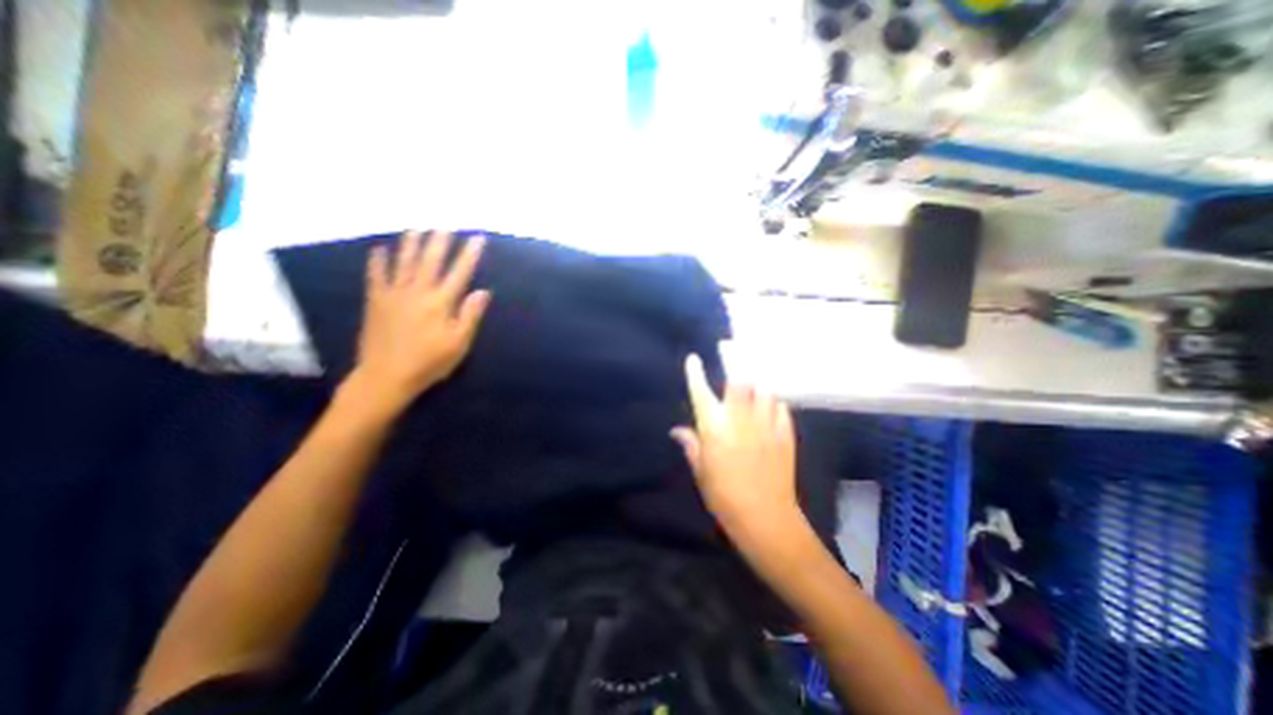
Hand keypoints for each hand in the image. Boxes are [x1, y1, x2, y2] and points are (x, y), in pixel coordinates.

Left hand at [347, 231, 490, 408]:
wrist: (386, 376)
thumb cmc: (429, 362)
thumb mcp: (458, 344)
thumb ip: (470, 315)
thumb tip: (483, 291)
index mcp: (441, 303)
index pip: (460, 273)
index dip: (470, 255)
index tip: (477, 238)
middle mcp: (418, 292)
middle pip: (430, 261)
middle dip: (440, 241)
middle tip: (445, 224)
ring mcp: (394, 295)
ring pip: (404, 263)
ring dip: (411, 244)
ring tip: (417, 228)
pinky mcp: (376, 302)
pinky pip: (376, 276)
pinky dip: (377, 262)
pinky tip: (379, 249)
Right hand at [671, 355, 798, 553]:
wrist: (765, 517)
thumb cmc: (724, 496)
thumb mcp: (701, 470)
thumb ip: (691, 444)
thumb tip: (677, 429)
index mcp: (714, 427)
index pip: (701, 391)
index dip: (695, 372)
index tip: (693, 358)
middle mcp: (739, 418)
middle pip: (738, 379)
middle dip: (733, 357)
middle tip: (727, 345)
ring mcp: (765, 423)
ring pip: (763, 388)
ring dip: (755, 379)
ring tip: (751, 376)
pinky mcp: (785, 433)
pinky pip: (780, 407)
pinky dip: (773, 401)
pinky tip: (770, 404)